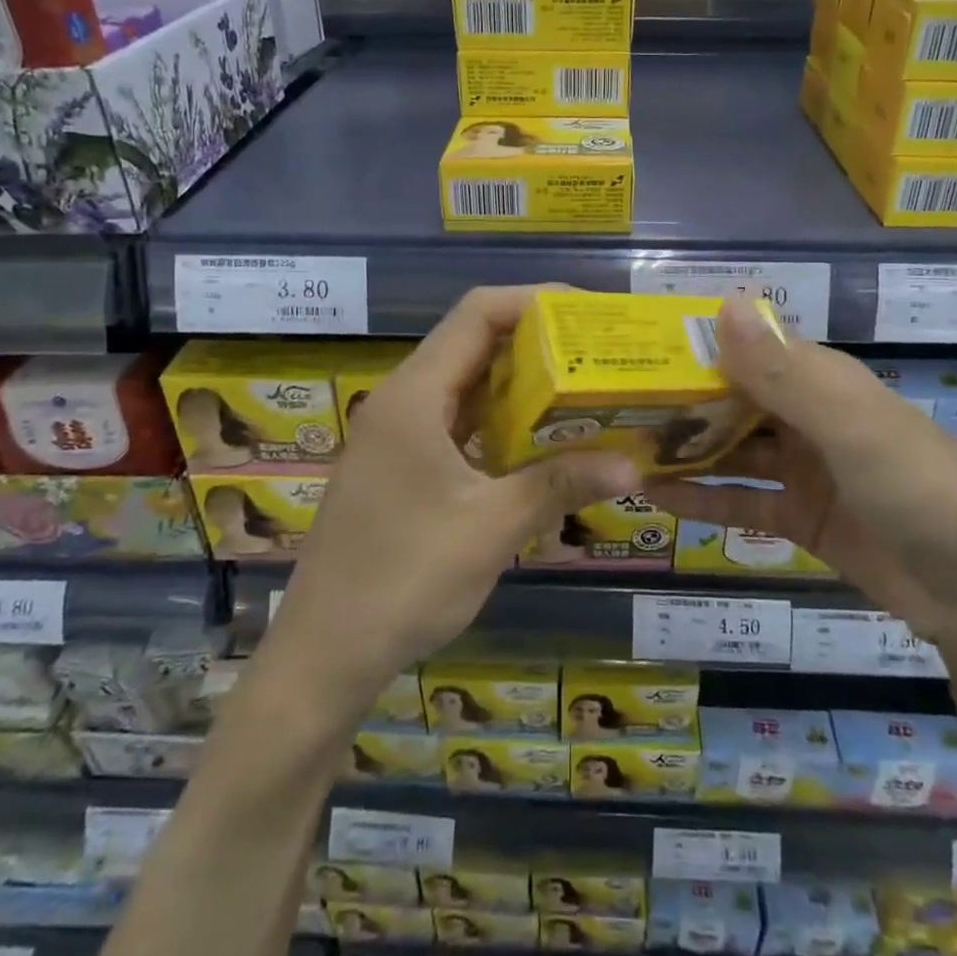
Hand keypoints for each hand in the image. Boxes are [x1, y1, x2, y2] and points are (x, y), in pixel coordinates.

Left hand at [268, 287, 638, 711]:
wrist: (323, 654)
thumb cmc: (404, 580)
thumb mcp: (492, 528)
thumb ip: (560, 484)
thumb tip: (632, 464)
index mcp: (415, 396)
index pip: (477, 314)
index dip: (534, 300)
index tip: (589, 313)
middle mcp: (401, 401)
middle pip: (472, 342)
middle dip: (536, 341)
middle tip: (596, 352)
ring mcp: (396, 435)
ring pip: (465, 384)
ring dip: (519, 383)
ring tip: (580, 388)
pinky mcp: (398, 466)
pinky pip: (455, 422)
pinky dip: (497, 420)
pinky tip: (538, 442)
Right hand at [645, 297, 956, 651]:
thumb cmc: (919, 490)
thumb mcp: (851, 428)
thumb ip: (783, 374)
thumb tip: (721, 304)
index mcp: (823, 380)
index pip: (747, 348)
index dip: (694, 347)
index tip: (635, 351)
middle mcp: (809, 416)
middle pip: (733, 399)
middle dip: (680, 402)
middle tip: (614, 406)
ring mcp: (804, 469)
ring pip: (731, 450)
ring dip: (685, 450)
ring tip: (624, 448)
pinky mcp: (801, 518)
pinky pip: (742, 502)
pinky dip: (703, 499)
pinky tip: (655, 497)